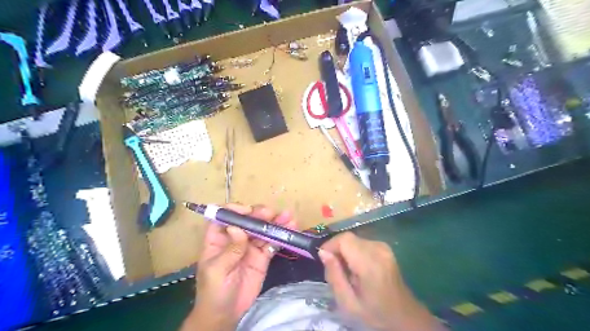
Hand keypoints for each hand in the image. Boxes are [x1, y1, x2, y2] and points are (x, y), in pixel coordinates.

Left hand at [182, 203, 297, 329]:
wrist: (227, 314)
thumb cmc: (214, 292)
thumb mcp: (217, 271)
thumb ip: (230, 250)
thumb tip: (237, 227)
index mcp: (218, 239)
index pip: (224, 217)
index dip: (235, 210)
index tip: (248, 211)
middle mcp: (235, 238)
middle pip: (247, 220)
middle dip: (259, 214)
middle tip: (272, 214)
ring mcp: (250, 246)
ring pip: (262, 230)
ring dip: (275, 222)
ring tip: (288, 217)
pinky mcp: (262, 256)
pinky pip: (272, 243)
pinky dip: (281, 236)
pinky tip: (290, 229)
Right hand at [318, 233, 441, 330]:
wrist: (405, 317)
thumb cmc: (375, 314)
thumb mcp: (348, 303)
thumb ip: (334, 276)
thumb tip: (323, 252)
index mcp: (370, 264)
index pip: (344, 239)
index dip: (330, 245)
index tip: (324, 259)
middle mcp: (379, 249)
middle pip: (348, 238)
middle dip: (337, 250)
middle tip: (335, 270)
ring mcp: (384, 247)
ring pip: (354, 239)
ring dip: (345, 251)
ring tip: (346, 271)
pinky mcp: (385, 247)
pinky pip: (362, 242)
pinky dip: (354, 251)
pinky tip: (357, 268)